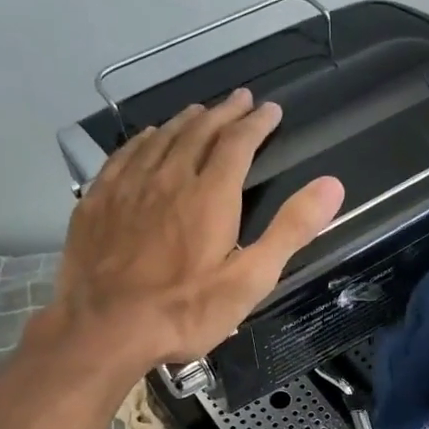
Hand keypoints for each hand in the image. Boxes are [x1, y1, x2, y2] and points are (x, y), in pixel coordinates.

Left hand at [49, 88, 344, 370]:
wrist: (105, 328)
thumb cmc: (185, 311)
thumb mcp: (251, 279)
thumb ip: (291, 230)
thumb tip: (331, 186)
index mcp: (210, 195)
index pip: (238, 143)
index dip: (257, 123)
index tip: (270, 110)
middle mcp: (169, 178)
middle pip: (199, 132)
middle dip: (224, 112)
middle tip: (240, 99)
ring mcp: (128, 187)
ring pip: (161, 139)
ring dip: (185, 121)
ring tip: (199, 111)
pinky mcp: (96, 201)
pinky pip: (124, 155)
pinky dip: (143, 140)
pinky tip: (147, 139)